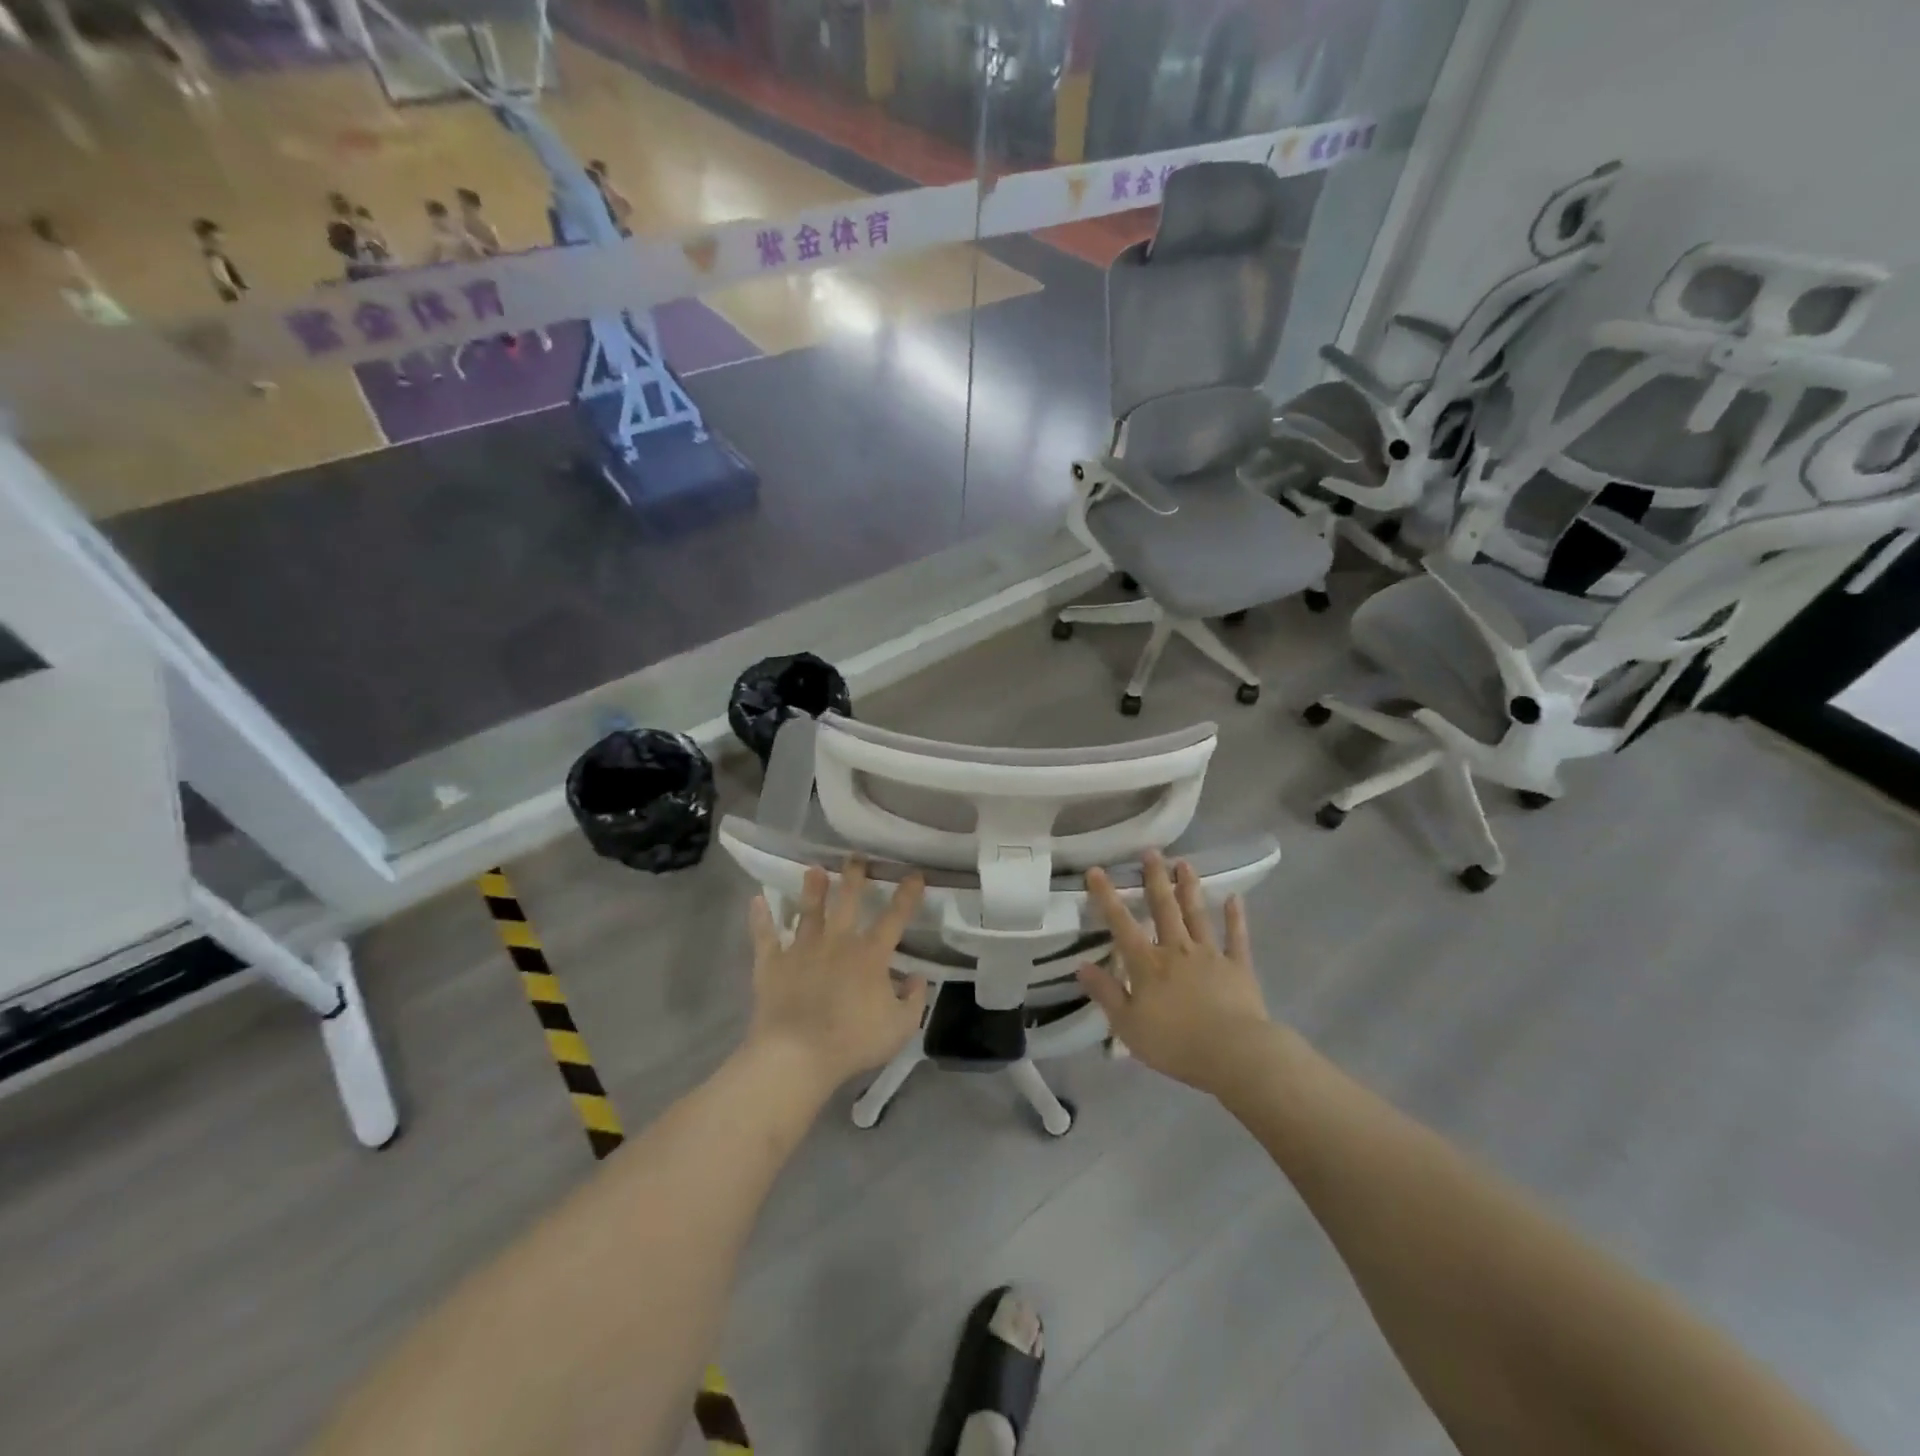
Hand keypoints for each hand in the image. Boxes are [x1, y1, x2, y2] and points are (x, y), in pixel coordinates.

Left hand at [746, 856, 928, 1092]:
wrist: (796, 1055)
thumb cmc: (852, 1042)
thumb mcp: (900, 1028)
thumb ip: (914, 999)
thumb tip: (917, 977)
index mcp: (870, 956)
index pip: (894, 918)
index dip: (907, 895)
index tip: (914, 874)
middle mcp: (837, 942)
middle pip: (847, 902)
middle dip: (854, 877)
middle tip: (856, 857)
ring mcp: (801, 950)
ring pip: (808, 911)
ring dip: (812, 889)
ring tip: (813, 869)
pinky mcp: (772, 963)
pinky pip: (765, 936)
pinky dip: (760, 918)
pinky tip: (756, 900)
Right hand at [1076, 852, 1270, 1094]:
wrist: (1233, 1053)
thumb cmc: (1175, 1043)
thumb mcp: (1128, 1025)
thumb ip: (1106, 993)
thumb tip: (1082, 966)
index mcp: (1147, 964)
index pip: (1121, 924)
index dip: (1107, 896)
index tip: (1097, 870)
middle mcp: (1176, 950)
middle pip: (1164, 908)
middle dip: (1155, 879)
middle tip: (1151, 852)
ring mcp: (1210, 955)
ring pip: (1197, 914)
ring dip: (1189, 888)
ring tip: (1184, 863)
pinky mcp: (1238, 967)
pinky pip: (1236, 937)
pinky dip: (1235, 917)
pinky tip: (1235, 898)